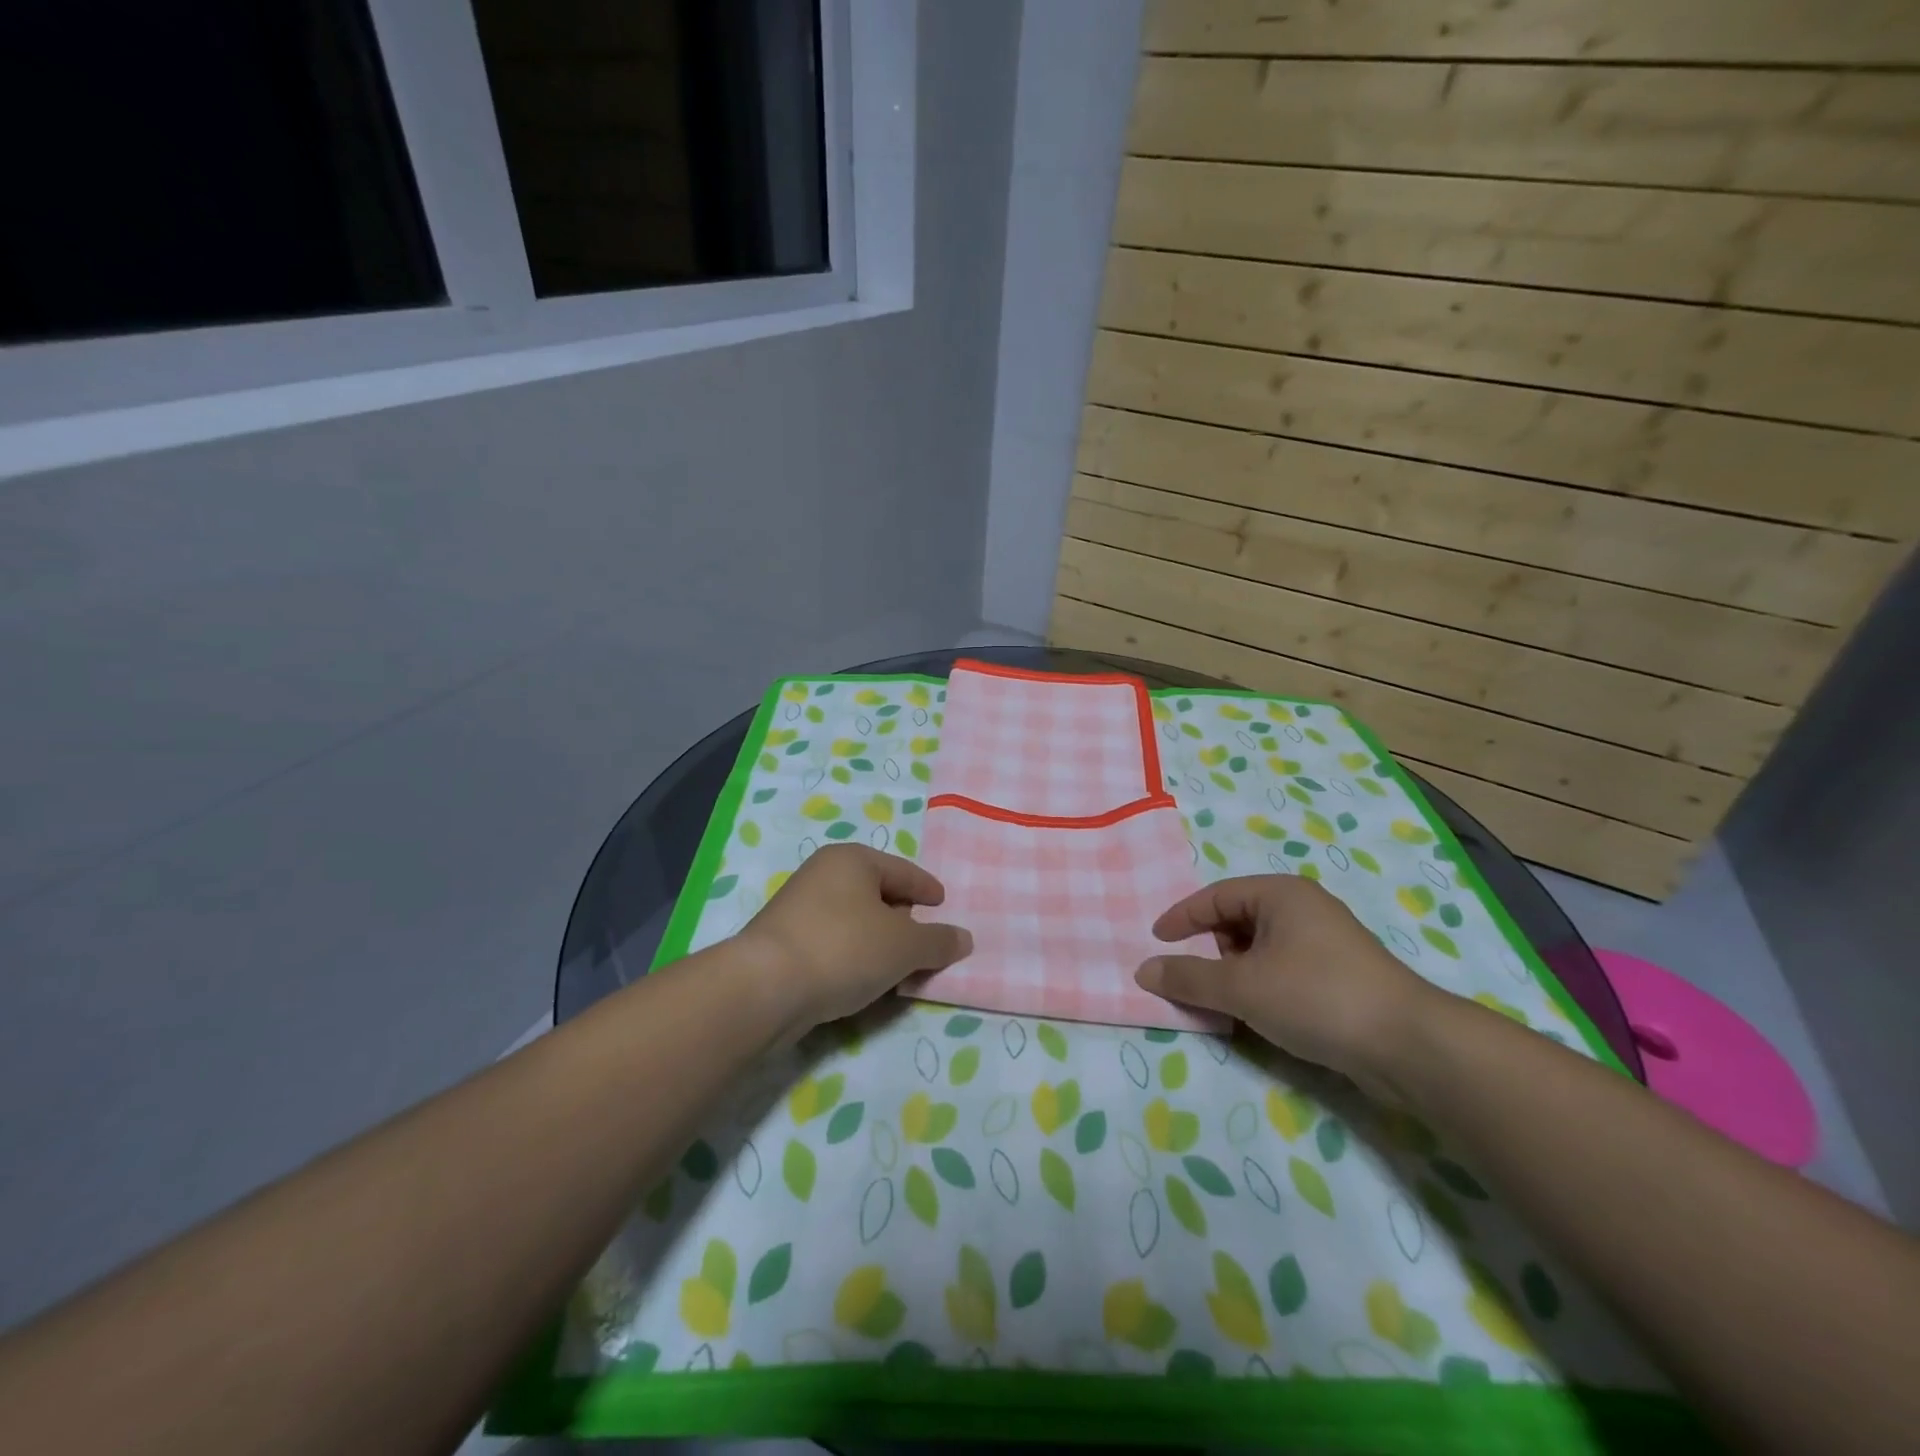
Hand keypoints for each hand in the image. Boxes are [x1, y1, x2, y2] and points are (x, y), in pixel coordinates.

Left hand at [736, 844, 972, 1028]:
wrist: (764, 988)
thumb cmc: (844, 949)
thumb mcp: (904, 946)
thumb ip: (938, 941)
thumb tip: (963, 938)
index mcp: (853, 859)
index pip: (904, 871)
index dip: (927, 889)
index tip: (943, 905)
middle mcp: (823, 873)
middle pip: (877, 892)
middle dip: (903, 917)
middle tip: (923, 942)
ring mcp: (798, 906)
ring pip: (854, 919)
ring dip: (877, 940)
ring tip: (897, 967)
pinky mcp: (782, 940)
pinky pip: (833, 941)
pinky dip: (853, 955)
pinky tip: (861, 980)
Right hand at [1135, 875, 1435, 1093]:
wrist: (1409, 1045)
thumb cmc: (1316, 996)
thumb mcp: (1242, 987)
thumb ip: (1188, 978)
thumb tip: (1144, 971)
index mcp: (1280, 894)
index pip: (1215, 896)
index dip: (1181, 918)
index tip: (1155, 943)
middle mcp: (1303, 907)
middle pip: (1237, 919)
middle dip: (1209, 947)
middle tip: (1190, 977)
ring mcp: (1326, 941)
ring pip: (1260, 947)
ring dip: (1234, 970)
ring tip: (1221, 1000)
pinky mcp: (1340, 974)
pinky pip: (1282, 968)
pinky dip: (1260, 984)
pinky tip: (1257, 1012)